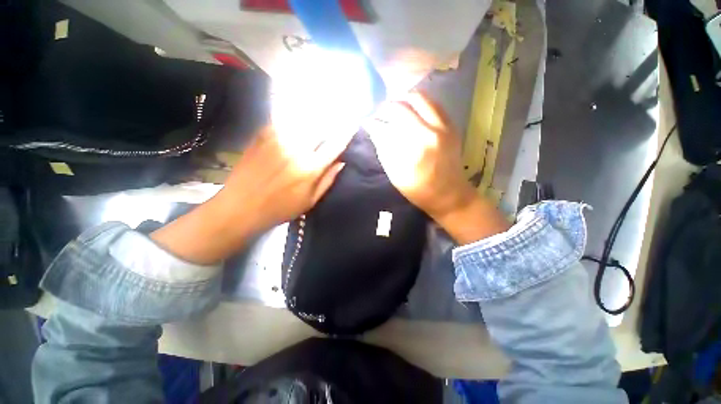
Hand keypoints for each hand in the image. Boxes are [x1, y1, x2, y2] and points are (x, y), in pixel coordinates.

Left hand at [219, 125, 350, 229]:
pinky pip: (285, 120)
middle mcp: (296, 148)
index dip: (346, 134)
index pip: (334, 145)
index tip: (353, 125)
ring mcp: (278, 138)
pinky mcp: (262, 134)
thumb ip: (328, 180)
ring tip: (318, 121)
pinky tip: (297, 123)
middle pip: (320, 127)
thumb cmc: (280, 209)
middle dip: (330, 124)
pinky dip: (295, 121)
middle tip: (334, 124)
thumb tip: (341, 162)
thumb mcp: (310, 201)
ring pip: (303, 121)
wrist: (240, 207)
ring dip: (314, 121)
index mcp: (310, 168)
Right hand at [364, 91, 508, 243]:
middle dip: (388, 107)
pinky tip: (410, 112)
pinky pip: (433, 104)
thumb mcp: (396, 174)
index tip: (367, 121)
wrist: (449, 194)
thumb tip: (374, 129)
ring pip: (421, 98)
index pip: (389, 124)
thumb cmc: (419, 189)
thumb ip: (384, 148)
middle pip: (405, 105)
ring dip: (403, 100)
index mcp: (415, 147)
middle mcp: (431, 131)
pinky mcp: (451, 125)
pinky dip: (418, 104)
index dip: (375, 121)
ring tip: (393, 109)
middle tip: (380, 114)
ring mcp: (444, 126)